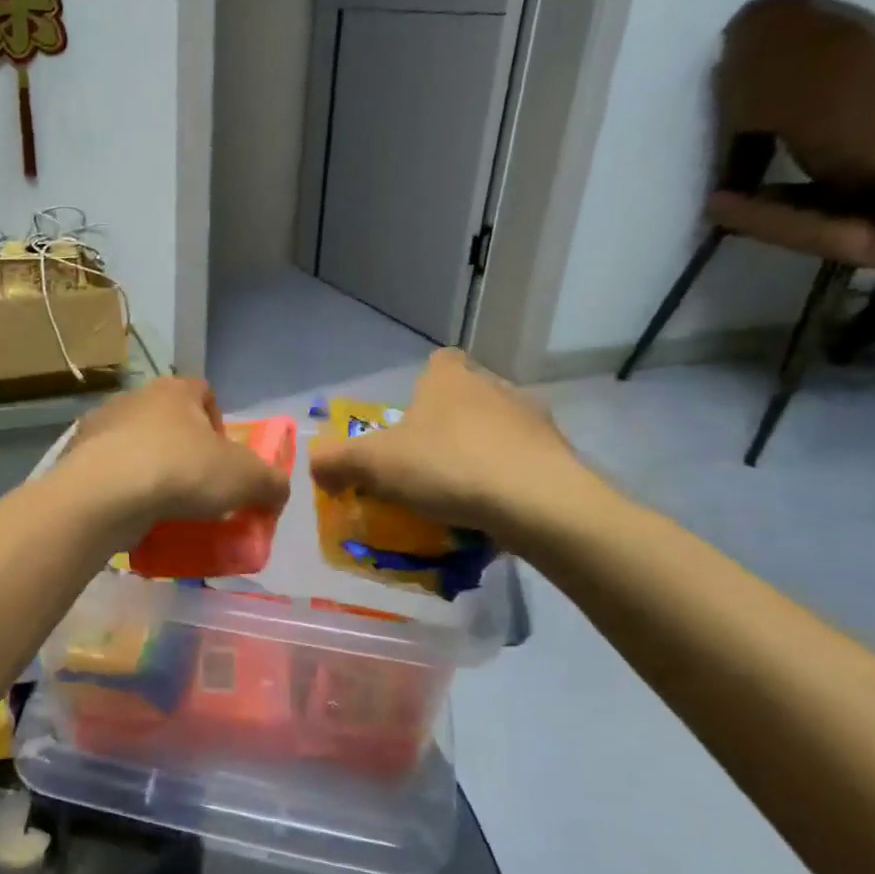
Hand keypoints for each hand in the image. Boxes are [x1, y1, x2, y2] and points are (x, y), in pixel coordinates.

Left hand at [62, 377, 290, 537]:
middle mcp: (134, 398)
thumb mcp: (246, 478)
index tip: (224, 458)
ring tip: (164, 508)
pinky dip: (122, 492)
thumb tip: (277, 492)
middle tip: (197, 488)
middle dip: (183, 451)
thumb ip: (271, 483)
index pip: (204, 392)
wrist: (105, 495)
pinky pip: (109, 474)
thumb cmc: (182, 471)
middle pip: (168, 421)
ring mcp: (100, 428)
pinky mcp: (76, 459)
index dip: (219, 423)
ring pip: (135, 447)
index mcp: (175, 390)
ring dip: (150, 471)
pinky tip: (133, 518)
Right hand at [309, 348, 606, 553]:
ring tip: (460, 494)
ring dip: (480, 453)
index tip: (410, 419)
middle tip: (426, 464)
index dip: (422, 384)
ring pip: (498, 430)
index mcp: (450, 379)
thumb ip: (337, 461)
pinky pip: (523, 463)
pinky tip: (493, 511)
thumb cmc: (447, 466)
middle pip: (467, 397)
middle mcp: (495, 387)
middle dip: (448, 425)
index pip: (438, 362)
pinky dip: (507, 480)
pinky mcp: (559, 456)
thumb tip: (315, 465)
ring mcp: (533, 420)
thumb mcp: (373, 464)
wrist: (537, 502)